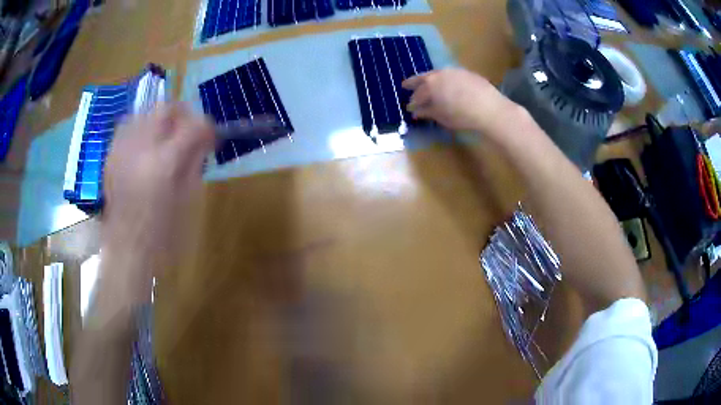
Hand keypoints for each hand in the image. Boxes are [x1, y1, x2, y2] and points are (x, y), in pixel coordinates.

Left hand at [101, 103, 213, 297]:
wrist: (126, 250)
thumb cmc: (162, 235)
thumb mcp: (187, 201)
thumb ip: (195, 164)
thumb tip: (203, 141)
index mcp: (164, 163)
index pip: (194, 126)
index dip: (208, 128)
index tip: (211, 137)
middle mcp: (141, 148)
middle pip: (166, 108)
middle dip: (183, 115)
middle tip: (188, 133)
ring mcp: (122, 149)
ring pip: (144, 112)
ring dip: (160, 120)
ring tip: (164, 138)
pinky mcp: (111, 155)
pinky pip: (127, 126)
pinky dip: (140, 128)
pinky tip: (144, 145)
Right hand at [402, 68, 522, 135]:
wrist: (490, 108)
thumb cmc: (462, 116)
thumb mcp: (442, 117)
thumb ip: (427, 112)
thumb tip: (416, 112)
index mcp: (430, 85)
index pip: (417, 94)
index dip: (413, 102)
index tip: (409, 107)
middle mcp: (440, 74)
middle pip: (424, 78)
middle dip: (414, 83)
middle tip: (406, 86)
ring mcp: (454, 71)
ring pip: (437, 74)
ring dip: (431, 80)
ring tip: (428, 86)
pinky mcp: (467, 73)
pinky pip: (450, 75)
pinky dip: (445, 80)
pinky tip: (448, 86)